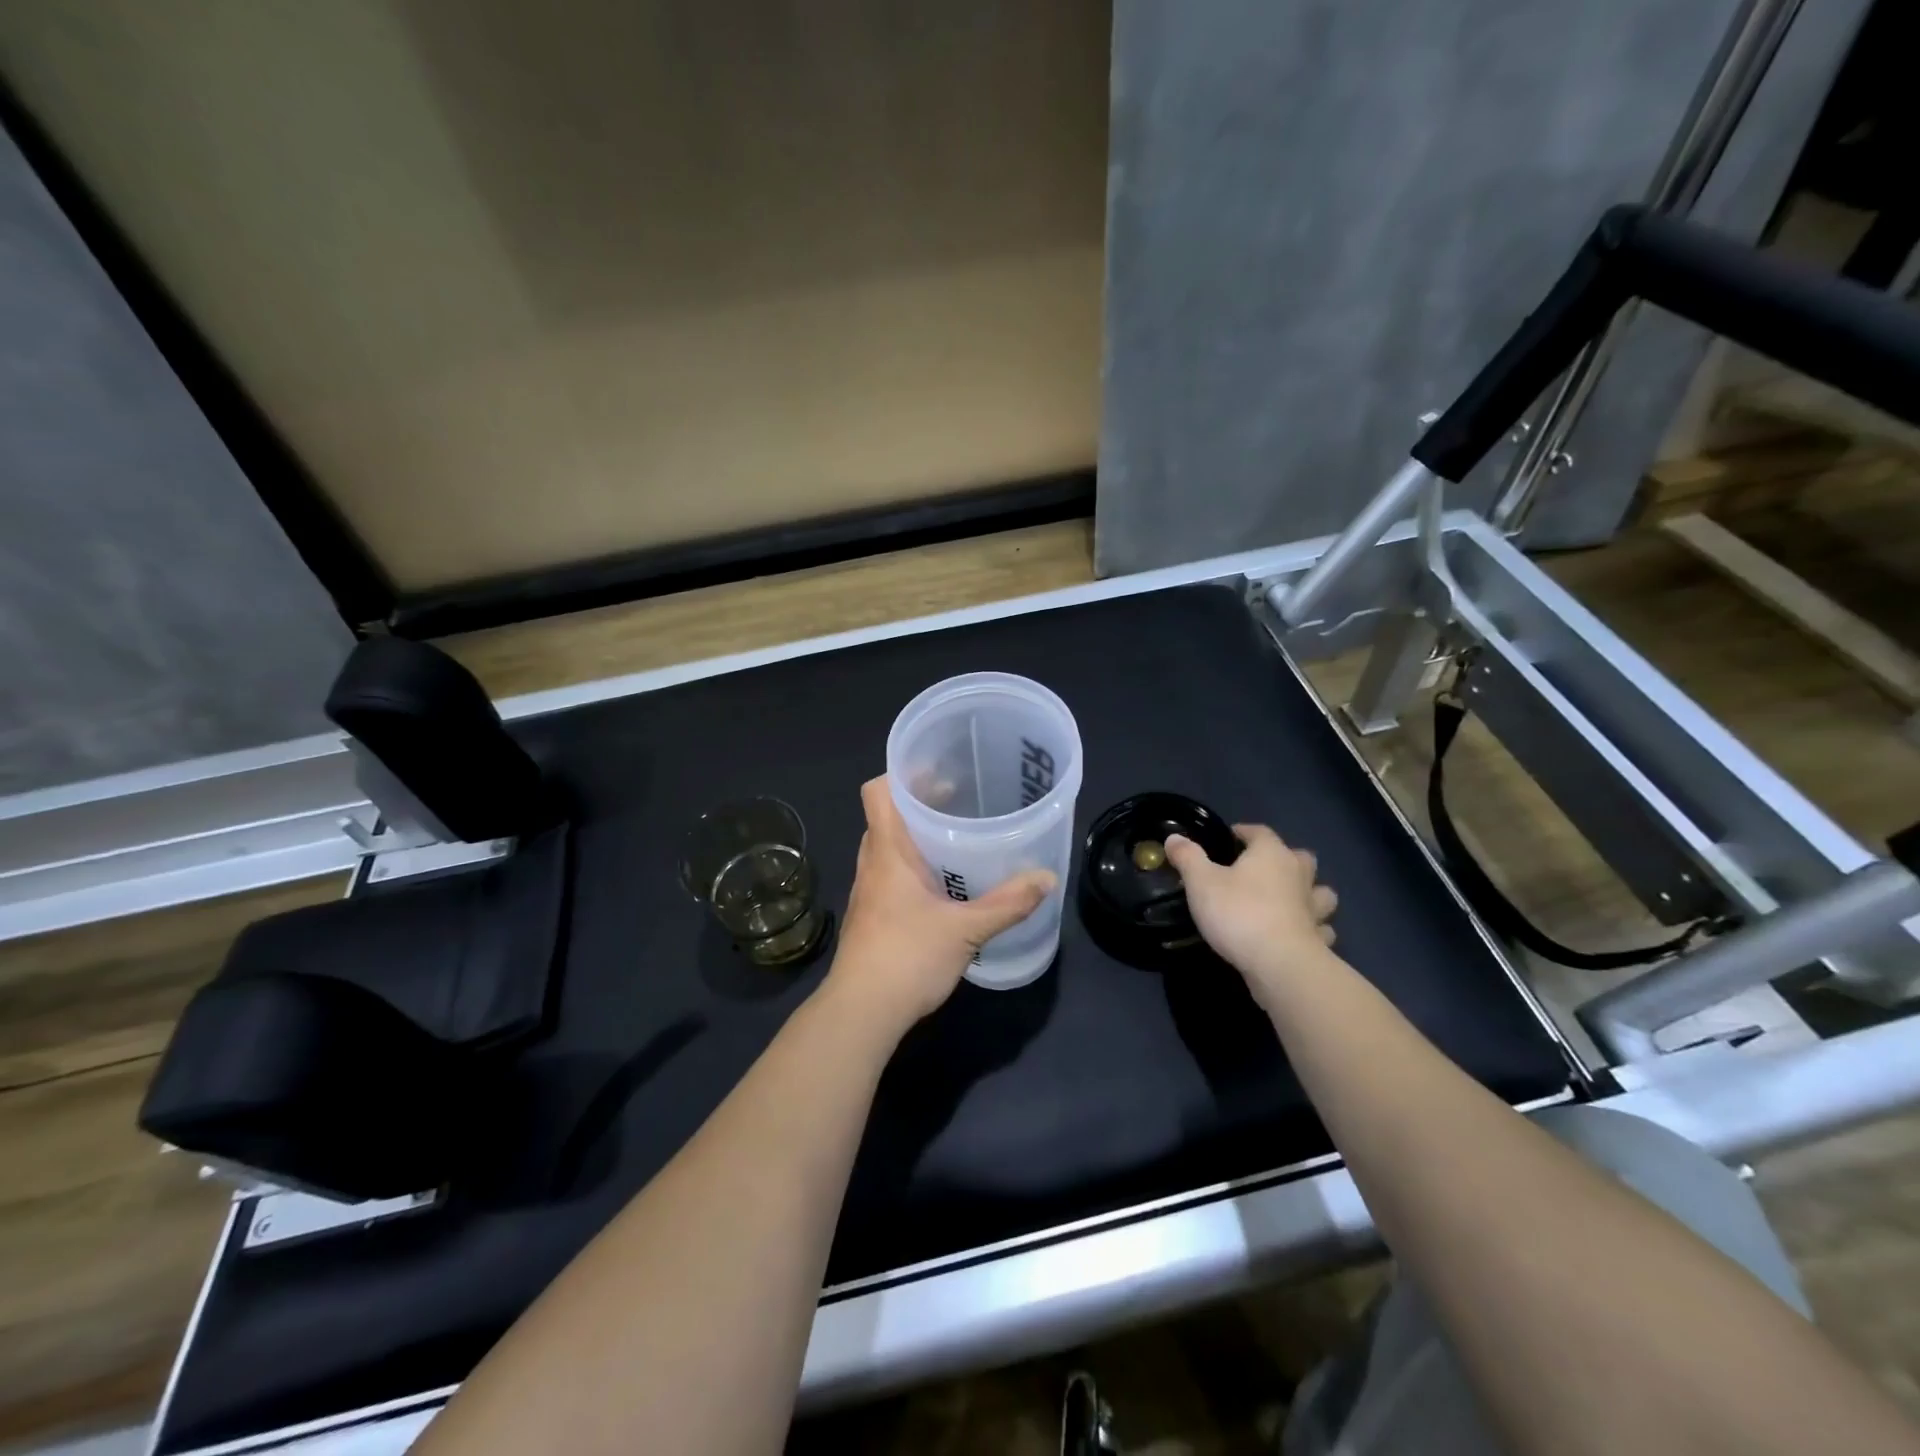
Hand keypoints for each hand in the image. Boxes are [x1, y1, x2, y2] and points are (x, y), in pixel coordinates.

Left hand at [827, 777, 1055, 1030]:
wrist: (861, 1012)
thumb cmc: (907, 957)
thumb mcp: (966, 930)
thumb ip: (1007, 903)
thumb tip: (1047, 878)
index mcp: (888, 851)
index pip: (878, 791)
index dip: (902, 773)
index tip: (938, 770)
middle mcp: (873, 863)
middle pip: (887, 815)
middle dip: (920, 803)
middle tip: (960, 798)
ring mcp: (868, 890)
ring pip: (889, 846)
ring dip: (917, 836)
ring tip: (957, 837)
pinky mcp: (872, 915)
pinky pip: (891, 873)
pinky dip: (913, 865)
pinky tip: (944, 884)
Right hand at [1163, 824, 1338, 1008]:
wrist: (1279, 964)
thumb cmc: (1238, 913)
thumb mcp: (1200, 882)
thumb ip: (1188, 857)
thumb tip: (1174, 837)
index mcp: (1271, 854)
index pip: (1260, 832)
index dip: (1245, 832)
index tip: (1231, 836)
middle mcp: (1298, 875)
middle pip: (1301, 857)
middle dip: (1286, 858)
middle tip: (1264, 868)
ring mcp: (1314, 909)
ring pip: (1321, 892)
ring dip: (1311, 893)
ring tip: (1292, 900)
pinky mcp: (1319, 939)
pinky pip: (1322, 929)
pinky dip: (1315, 929)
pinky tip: (1301, 934)